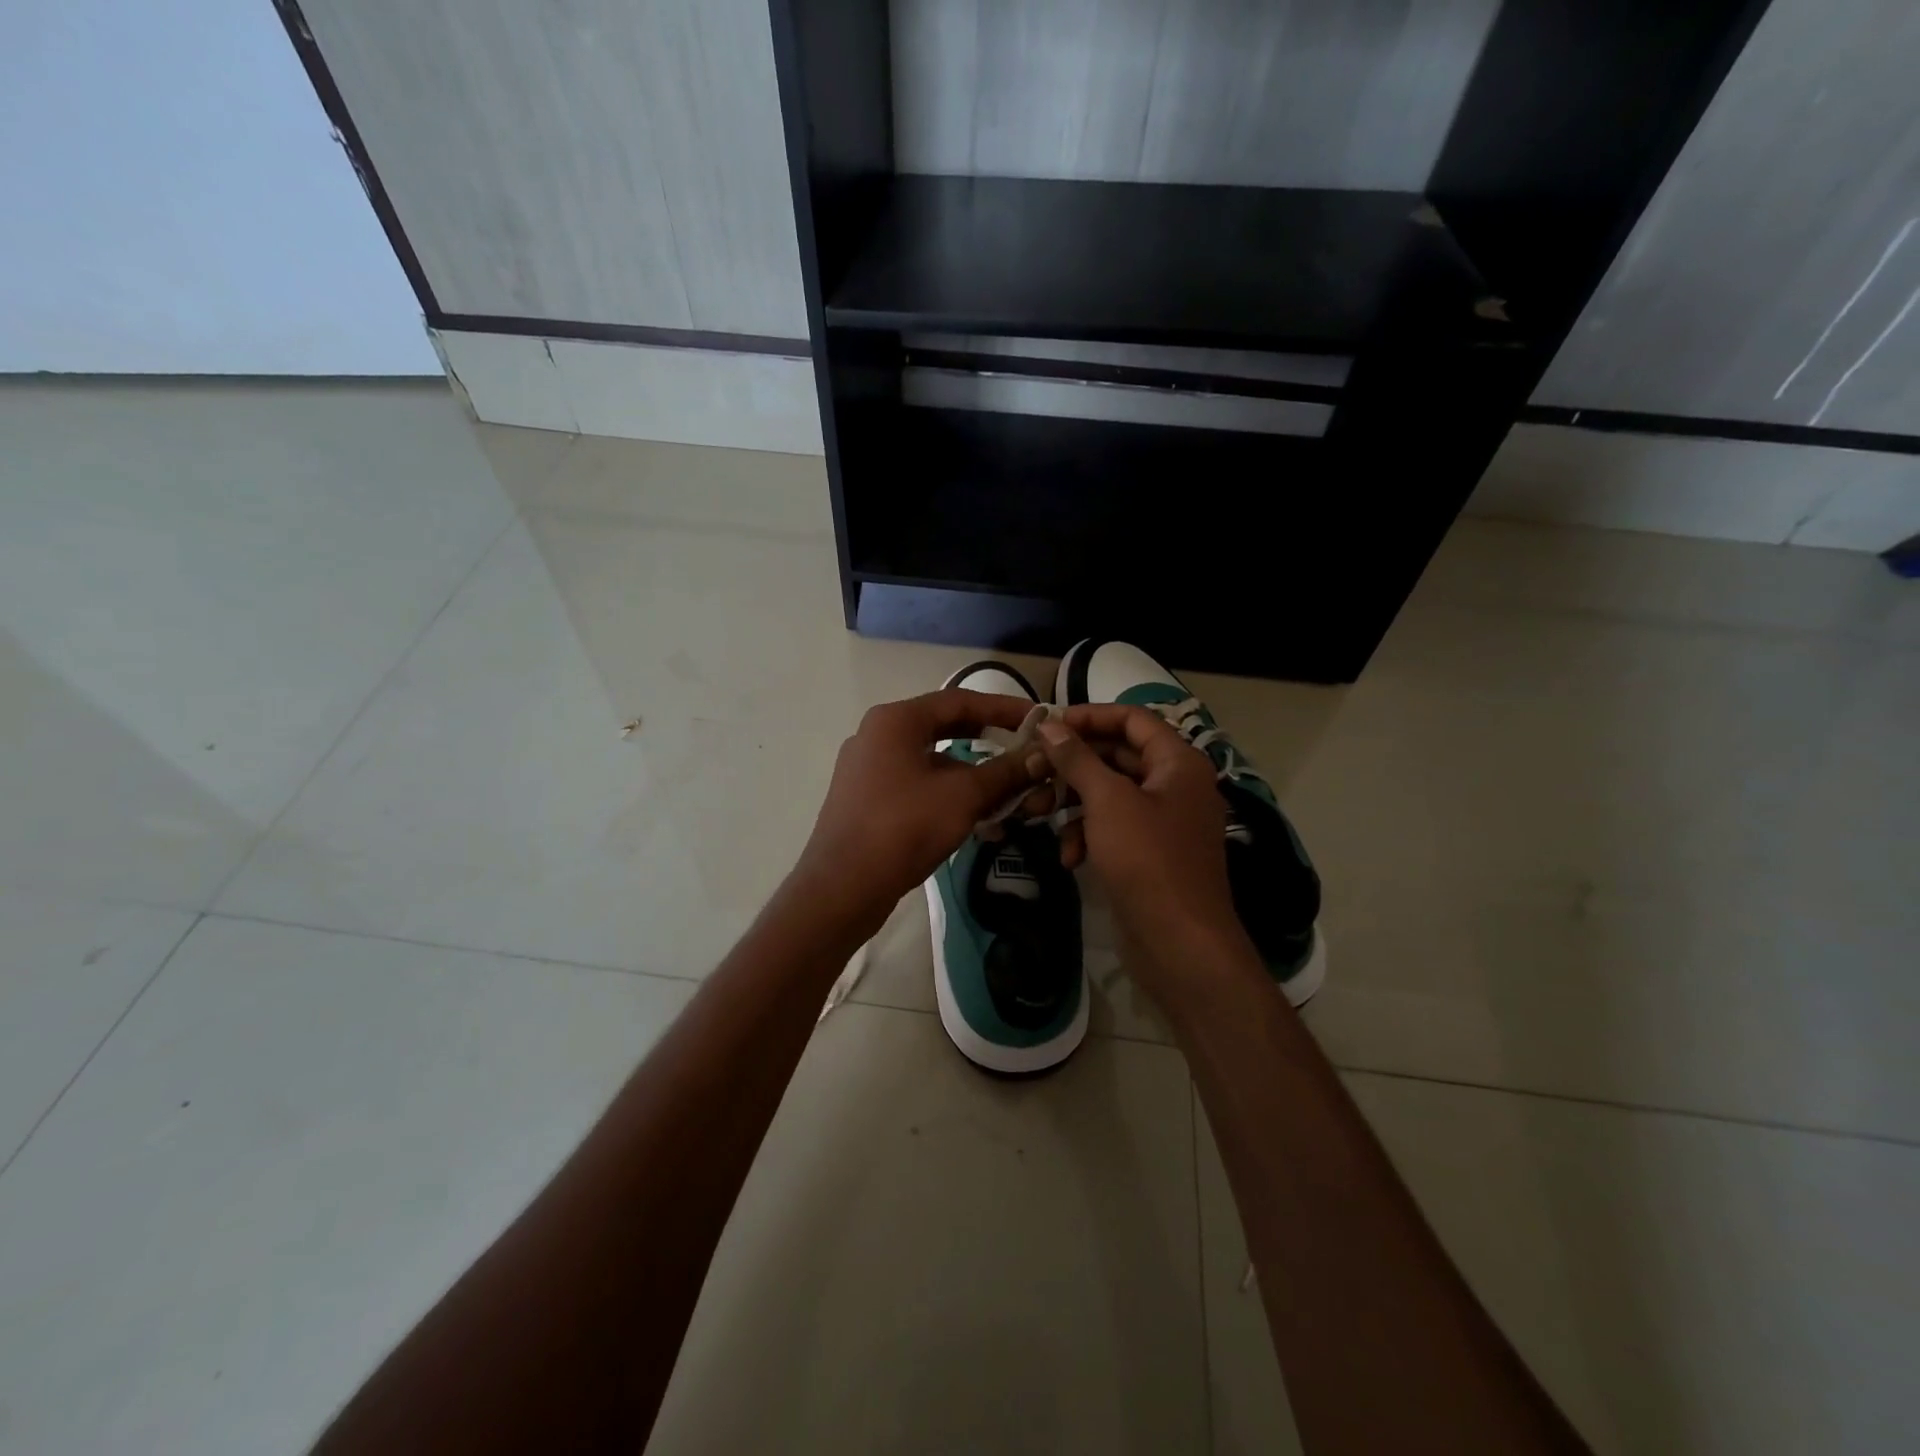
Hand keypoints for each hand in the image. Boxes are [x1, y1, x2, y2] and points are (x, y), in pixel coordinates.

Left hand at [793, 689, 1046, 934]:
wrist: (842, 887)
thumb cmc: (904, 828)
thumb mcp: (963, 796)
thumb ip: (1005, 772)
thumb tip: (1041, 756)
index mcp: (896, 720)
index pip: (960, 700)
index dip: (1004, 708)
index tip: (1039, 719)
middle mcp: (878, 735)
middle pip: (945, 727)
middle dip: (990, 741)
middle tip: (1026, 750)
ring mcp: (868, 768)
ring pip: (932, 761)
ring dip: (973, 774)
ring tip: (1010, 794)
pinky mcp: (867, 799)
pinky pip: (917, 785)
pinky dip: (949, 794)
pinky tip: (978, 819)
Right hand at [1037, 706, 1257, 997]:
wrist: (1179, 943)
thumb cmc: (1147, 860)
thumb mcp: (1107, 801)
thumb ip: (1077, 759)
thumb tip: (1049, 725)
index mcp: (1178, 762)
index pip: (1133, 719)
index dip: (1090, 716)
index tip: (1048, 724)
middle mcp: (1174, 784)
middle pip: (1117, 756)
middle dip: (1072, 765)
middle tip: (1032, 769)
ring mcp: (1163, 821)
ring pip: (1109, 794)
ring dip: (1072, 803)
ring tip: (1037, 814)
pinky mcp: (1148, 853)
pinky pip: (1112, 827)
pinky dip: (1087, 835)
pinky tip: (1069, 857)